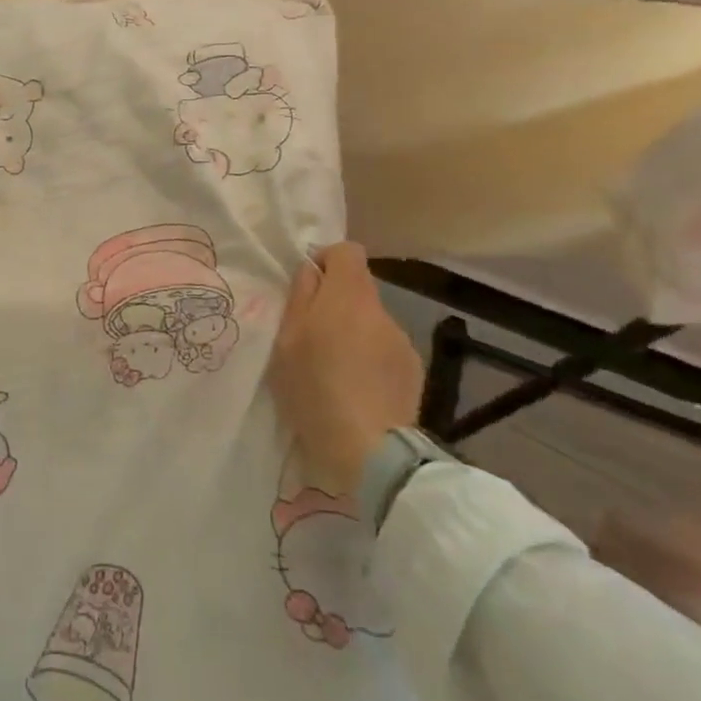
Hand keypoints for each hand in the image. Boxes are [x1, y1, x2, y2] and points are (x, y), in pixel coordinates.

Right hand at [267, 243, 422, 495]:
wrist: (368, 449)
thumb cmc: (314, 388)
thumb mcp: (287, 340)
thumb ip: (300, 297)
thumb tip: (311, 271)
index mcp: (347, 295)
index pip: (347, 251)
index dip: (326, 260)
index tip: (308, 286)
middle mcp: (380, 310)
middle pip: (358, 289)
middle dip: (335, 302)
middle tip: (312, 335)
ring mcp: (401, 341)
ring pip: (371, 321)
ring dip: (353, 332)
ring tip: (334, 368)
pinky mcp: (413, 371)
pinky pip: (385, 350)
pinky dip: (370, 359)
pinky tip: (357, 388)